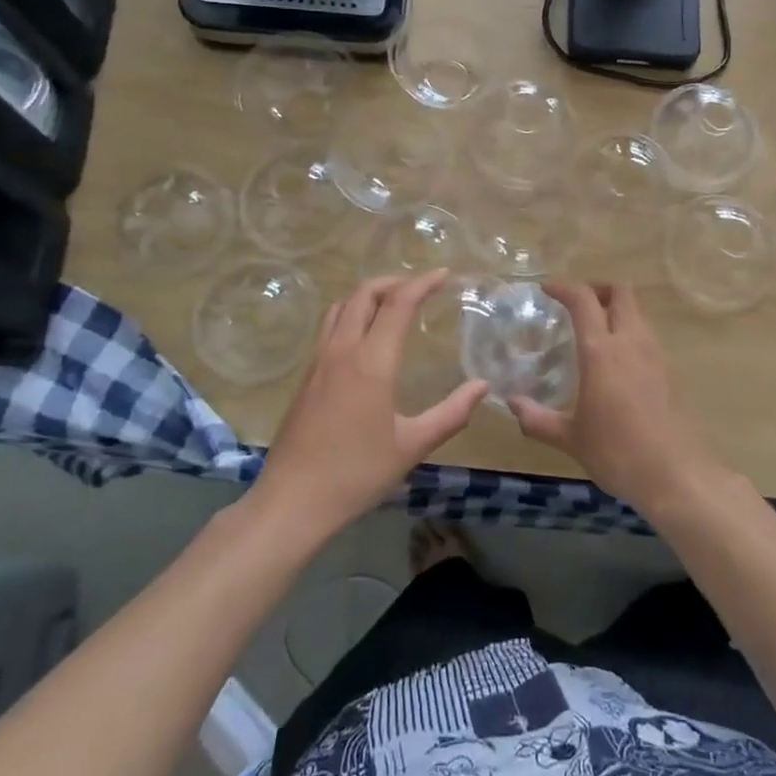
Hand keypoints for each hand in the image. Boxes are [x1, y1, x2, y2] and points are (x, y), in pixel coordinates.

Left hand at [254, 270, 487, 536]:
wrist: (292, 501)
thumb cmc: (357, 474)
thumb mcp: (412, 446)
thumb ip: (451, 413)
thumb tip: (482, 386)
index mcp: (371, 363)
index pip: (398, 304)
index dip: (422, 284)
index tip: (444, 275)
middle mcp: (342, 351)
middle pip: (364, 294)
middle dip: (393, 282)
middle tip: (419, 289)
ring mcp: (318, 362)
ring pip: (341, 307)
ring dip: (367, 295)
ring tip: (391, 305)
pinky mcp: (306, 377)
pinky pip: (329, 327)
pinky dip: (350, 314)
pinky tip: (363, 338)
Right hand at [510, 282, 716, 512]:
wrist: (675, 475)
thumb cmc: (617, 452)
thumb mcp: (571, 439)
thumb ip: (538, 420)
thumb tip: (513, 404)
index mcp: (602, 351)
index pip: (583, 300)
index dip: (564, 287)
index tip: (546, 288)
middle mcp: (631, 342)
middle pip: (621, 292)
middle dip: (597, 288)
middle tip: (576, 303)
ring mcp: (655, 355)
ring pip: (637, 312)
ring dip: (615, 309)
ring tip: (593, 331)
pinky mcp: (669, 371)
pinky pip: (646, 335)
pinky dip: (628, 332)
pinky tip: (615, 361)